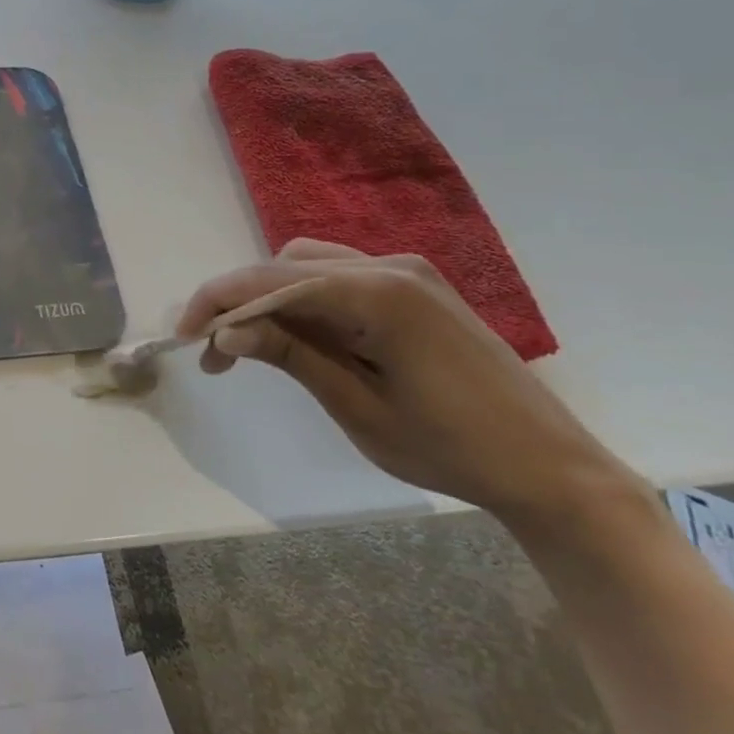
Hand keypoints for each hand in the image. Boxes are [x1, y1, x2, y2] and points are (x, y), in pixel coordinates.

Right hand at [179, 239, 638, 526]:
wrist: (550, 468)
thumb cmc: (450, 448)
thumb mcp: (357, 406)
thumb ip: (291, 355)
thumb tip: (226, 331)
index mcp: (377, 294)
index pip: (271, 280)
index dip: (217, 302)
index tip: (183, 337)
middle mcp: (390, 265)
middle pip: (285, 266)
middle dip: (239, 302)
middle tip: (214, 353)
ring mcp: (408, 271)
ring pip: (309, 264)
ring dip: (270, 297)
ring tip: (251, 346)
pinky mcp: (417, 287)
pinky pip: (341, 275)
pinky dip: (305, 297)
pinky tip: (299, 334)